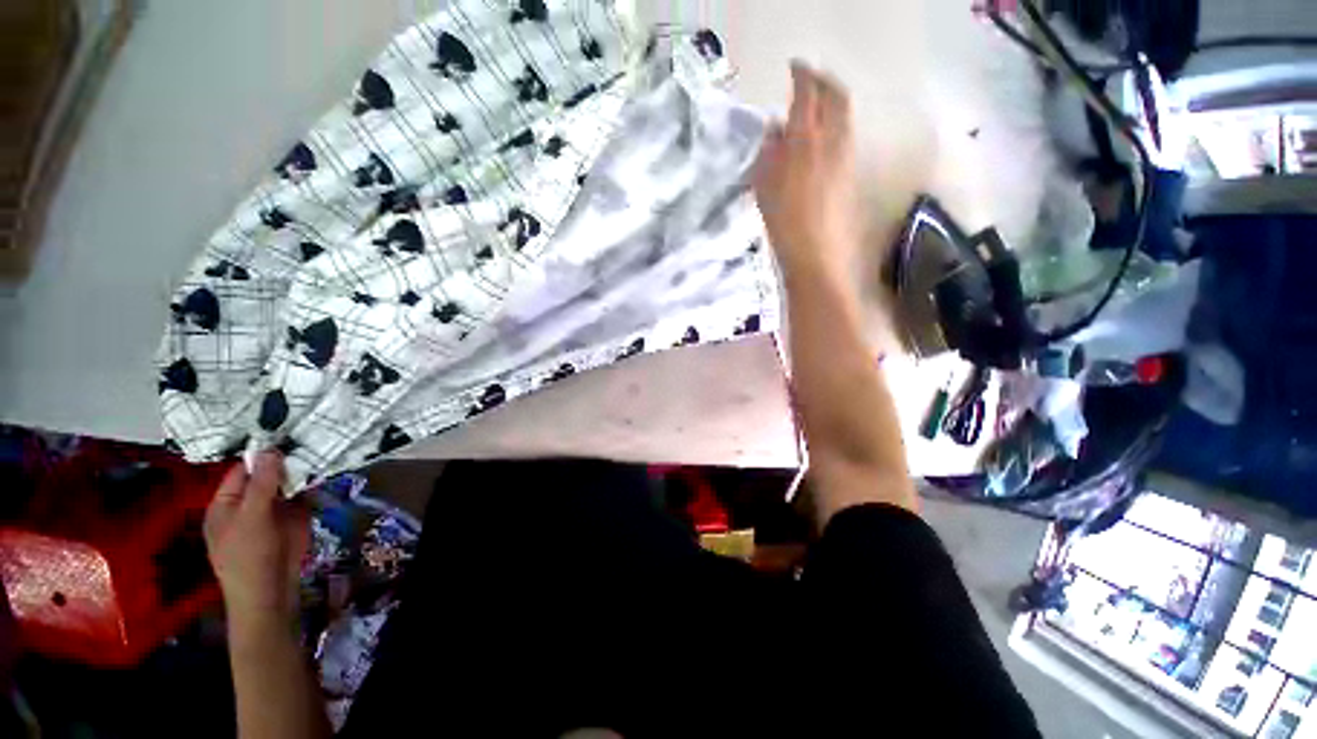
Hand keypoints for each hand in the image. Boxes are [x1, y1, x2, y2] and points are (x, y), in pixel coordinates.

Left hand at [204, 451, 307, 634]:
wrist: (272, 591)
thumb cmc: (249, 556)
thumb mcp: (252, 518)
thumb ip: (261, 484)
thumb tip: (270, 450)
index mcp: (227, 503)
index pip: (242, 470)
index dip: (261, 455)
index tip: (286, 436)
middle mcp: (250, 502)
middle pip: (268, 475)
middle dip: (286, 461)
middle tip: (310, 440)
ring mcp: (274, 510)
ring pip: (289, 483)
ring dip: (303, 471)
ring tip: (323, 450)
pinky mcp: (295, 517)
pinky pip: (304, 495)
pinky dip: (314, 484)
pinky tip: (327, 471)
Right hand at [752, 63, 861, 276]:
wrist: (818, 256)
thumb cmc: (785, 224)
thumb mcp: (765, 188)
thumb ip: (769, 154)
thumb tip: (775, 132)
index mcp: (807, 139)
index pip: (808, 92)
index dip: (802, 75)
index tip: (794, 68)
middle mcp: (833, 139)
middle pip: (835, 96)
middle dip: (823, 81)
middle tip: (808, 81)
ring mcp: (847, 155)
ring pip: (844, 115)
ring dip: (832, 102)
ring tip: (814, 110)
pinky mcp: (852, 173)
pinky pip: (846, 136)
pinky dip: (835, 126)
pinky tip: (821, 140)